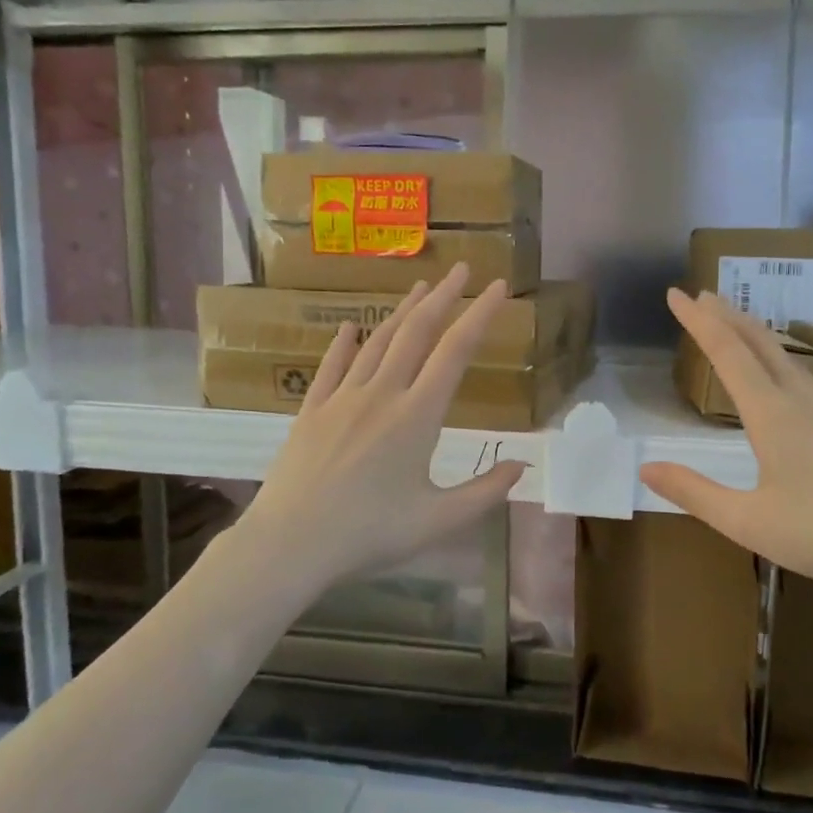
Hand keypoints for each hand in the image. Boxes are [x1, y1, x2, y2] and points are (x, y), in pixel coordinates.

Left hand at [238, 264, 528, 591]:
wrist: (290, 543)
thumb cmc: (369, 533)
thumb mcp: (438, 521)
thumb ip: (485, 492)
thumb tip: (522, 466)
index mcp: (417, 416)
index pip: (455, 352)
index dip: (480, 315)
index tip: (497, 287)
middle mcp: (381, 394)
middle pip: (417, 333)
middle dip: (443, 297)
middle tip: (461, 269)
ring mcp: (342, 398)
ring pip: (377, 342)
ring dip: (402, 312)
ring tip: (421, 288)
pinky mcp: (312, 410)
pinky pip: (331, 366)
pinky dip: (344, 343)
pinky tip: (349, 327)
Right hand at [641, 289, 812, 608]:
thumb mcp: (750, 522)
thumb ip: (694, 493)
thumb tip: (645, 467)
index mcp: (773, 414)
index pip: (727, 353)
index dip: (697, 322)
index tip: (675, 294)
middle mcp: (804, 400)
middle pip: (760, 343)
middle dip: (727, 315)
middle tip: (702, 294)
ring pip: (786, 358)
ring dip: (754, 335)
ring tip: (735, 325)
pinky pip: (805, 378)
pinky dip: (778, 360)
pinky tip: (784, 379)